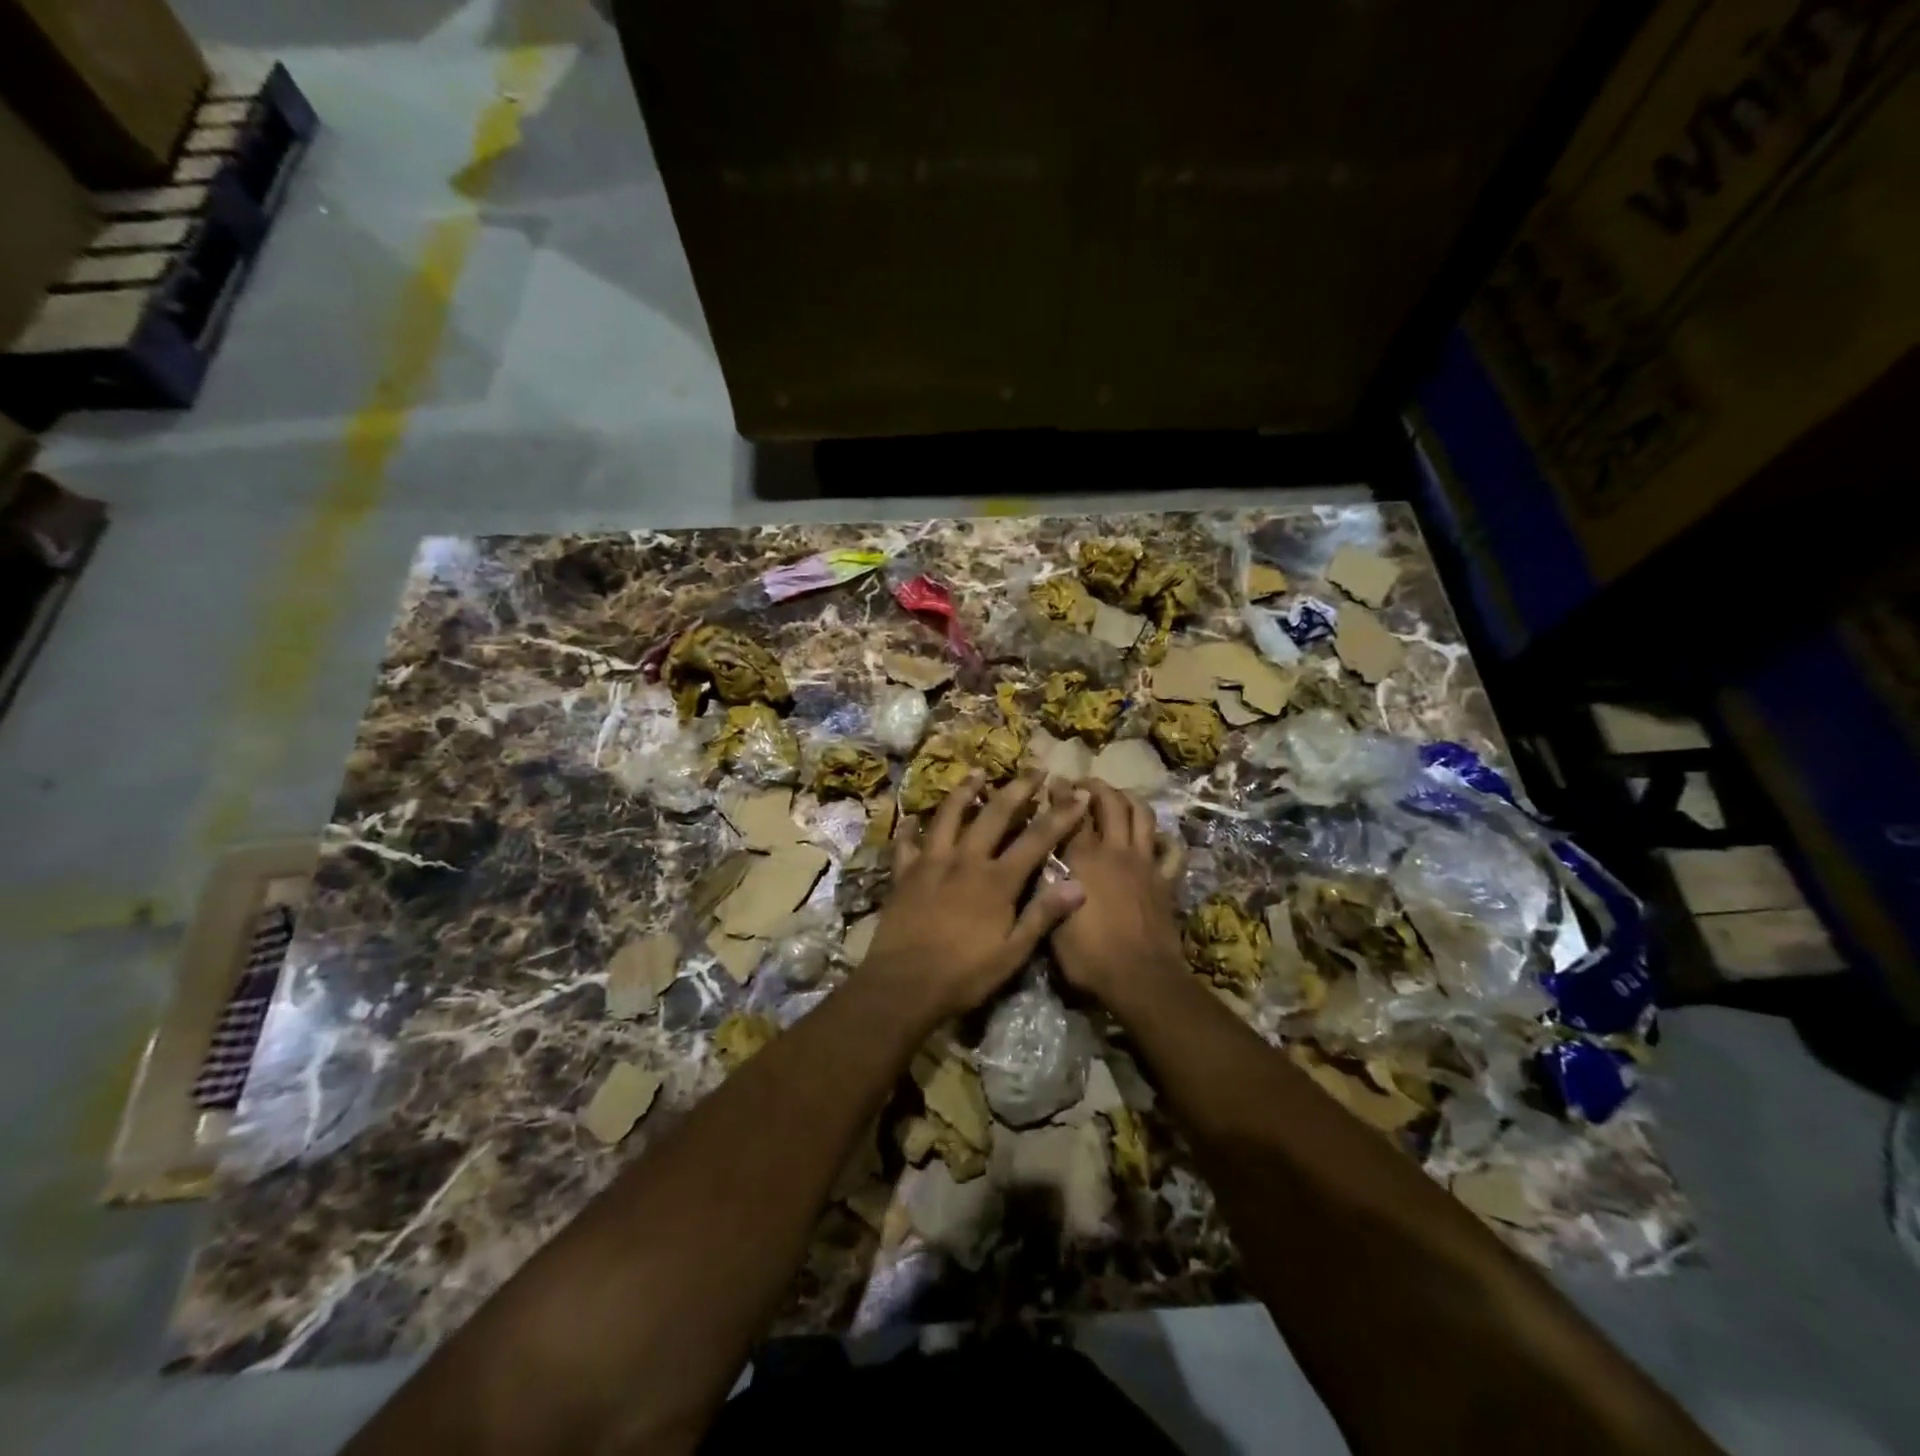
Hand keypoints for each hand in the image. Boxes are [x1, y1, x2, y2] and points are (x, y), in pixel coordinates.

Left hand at [862, 772, 1089, 1021]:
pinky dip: (910, 828)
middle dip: (1018, 790)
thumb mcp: (1012, 953)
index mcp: (997, 880)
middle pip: (994, 815)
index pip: (1036, 839)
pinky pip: (906, 843)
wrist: (903, 984)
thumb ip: (1042, 915)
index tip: (1077, 795)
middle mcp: (965, 860)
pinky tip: (912, 818)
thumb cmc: (964, 974)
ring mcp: (931, 863)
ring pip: (949, 816)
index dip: (1060, 816)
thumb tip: (1079, 885)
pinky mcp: (904, 874)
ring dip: (965, 792)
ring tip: (977, 773)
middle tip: (1034, 769)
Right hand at [1049, 781, 1187, 1005]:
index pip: (1070, 813)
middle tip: (1084, 784)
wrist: (1140, 978)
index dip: (1062, 793)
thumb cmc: (1088, 955)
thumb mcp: (1050, 922)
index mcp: (1083, 859)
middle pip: (1110, 803)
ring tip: (1118, 797)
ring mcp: (1145, 863)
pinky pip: (1172, 850)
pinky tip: (1155, 837)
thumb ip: (1045, 885)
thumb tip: (1039, 858)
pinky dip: (1164, 838)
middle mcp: (1115, 851)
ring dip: (1129, 799)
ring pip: (1142, 815)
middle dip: (1097, 786)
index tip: (1054, 781)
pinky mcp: (1166, 880)